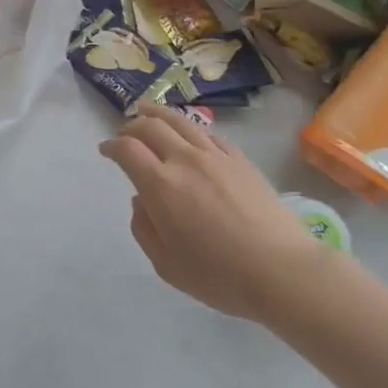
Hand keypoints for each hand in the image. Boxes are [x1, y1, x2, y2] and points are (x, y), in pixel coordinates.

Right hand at [99, 104, 337, 323]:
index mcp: (160, 185)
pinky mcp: (240, 159)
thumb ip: (144, 229)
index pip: (127, 149)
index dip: (112, 146)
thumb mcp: (166, 265)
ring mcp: (215, 156)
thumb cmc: (219, 275)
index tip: (106, 151)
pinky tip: (189, 134)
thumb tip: (141, 200)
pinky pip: (208, 133)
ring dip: (157, 114)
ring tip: (148, 112)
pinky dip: (189, 128)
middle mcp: (184, 160)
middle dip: (131, 125)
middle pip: (150, 125)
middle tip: (124, 133)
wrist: (281, 270)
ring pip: (180, 121)